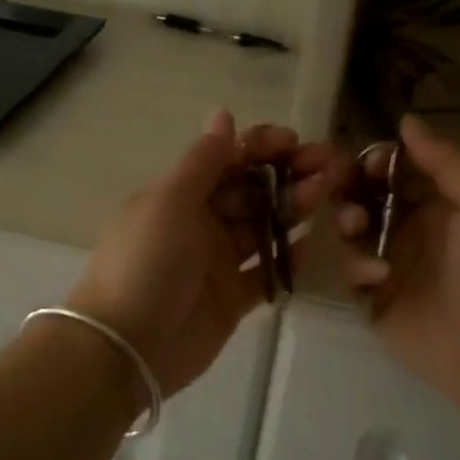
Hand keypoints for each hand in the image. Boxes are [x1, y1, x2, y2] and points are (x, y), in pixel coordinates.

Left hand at [67, 110, 343, 396]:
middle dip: (288, 175)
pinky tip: (320, 241)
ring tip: (331, 194)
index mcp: (179, 195)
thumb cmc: (146, 263)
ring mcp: (218, 262)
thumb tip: (222, 112)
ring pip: (264, 227)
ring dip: (295, 208)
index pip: (226, 160)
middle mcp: (200, 223)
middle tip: (329, 166)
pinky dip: (292, 257)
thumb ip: (203, 161)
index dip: (260, 148)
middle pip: (251, 191)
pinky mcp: (234, 298)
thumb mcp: (170, 201)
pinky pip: (269, 271)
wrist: (128, 347)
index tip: (294, 142)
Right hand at [335, 114, 459, 426]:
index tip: (361, 162)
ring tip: (356, 228)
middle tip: (339, 188)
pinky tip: (375, 277)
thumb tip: (406, 120)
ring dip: (347, 220)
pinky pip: (349, 270)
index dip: (377, 159)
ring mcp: (394, 263)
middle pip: (368, 194)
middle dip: (351, 187)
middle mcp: (416, 227)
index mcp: (447, 201)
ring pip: (351, 229)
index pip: (400, 168)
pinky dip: (354, 266)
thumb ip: (448, 160)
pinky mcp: (375, 300)